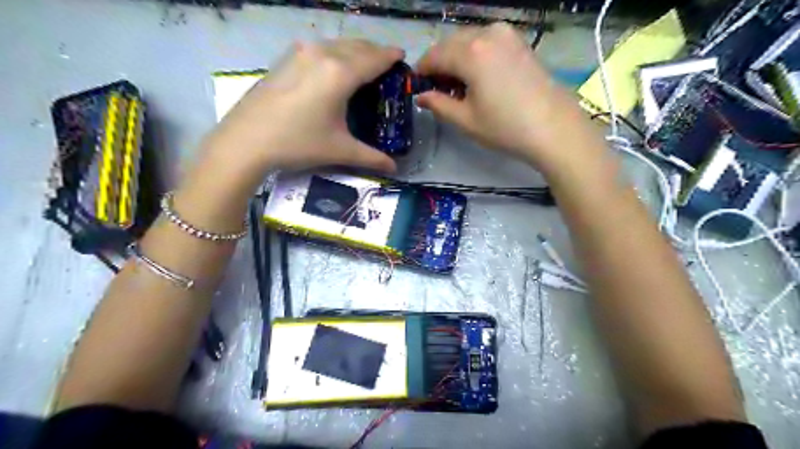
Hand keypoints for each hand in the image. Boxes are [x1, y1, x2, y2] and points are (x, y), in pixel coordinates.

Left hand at [197, 39, 400, 175]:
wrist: (246, 141)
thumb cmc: (298, 143)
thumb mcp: (339, 150)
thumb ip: (372, 157)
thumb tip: (394, 168)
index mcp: (340, 73)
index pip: (374, 59)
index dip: (391, 56)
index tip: (403, 57)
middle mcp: (322, 54)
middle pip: (357, 46)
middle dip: (375, 52)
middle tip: (387, 65)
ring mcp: (301, 53)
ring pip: (338, 44)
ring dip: (355, 51)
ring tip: (364, 66)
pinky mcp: (286, 59)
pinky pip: (320, 48)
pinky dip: (335, 54)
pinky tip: (334, 69)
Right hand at [416, 22, 603, 174]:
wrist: (553, 127)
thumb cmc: (505, 127)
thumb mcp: (465, 120)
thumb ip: (438, 104)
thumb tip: (421, 96)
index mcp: (470, 52)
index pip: (434, 55)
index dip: (422, 70)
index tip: (417, 86)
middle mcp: (487, 33)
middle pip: (450, 43)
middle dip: (440, 63)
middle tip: (438, 89)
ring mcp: (507, 34)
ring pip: (468, 40)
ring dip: (457, 58)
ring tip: (459, 85)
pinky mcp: (519, 41)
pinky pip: (486, 41)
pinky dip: (475, 54)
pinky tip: (478, 76)